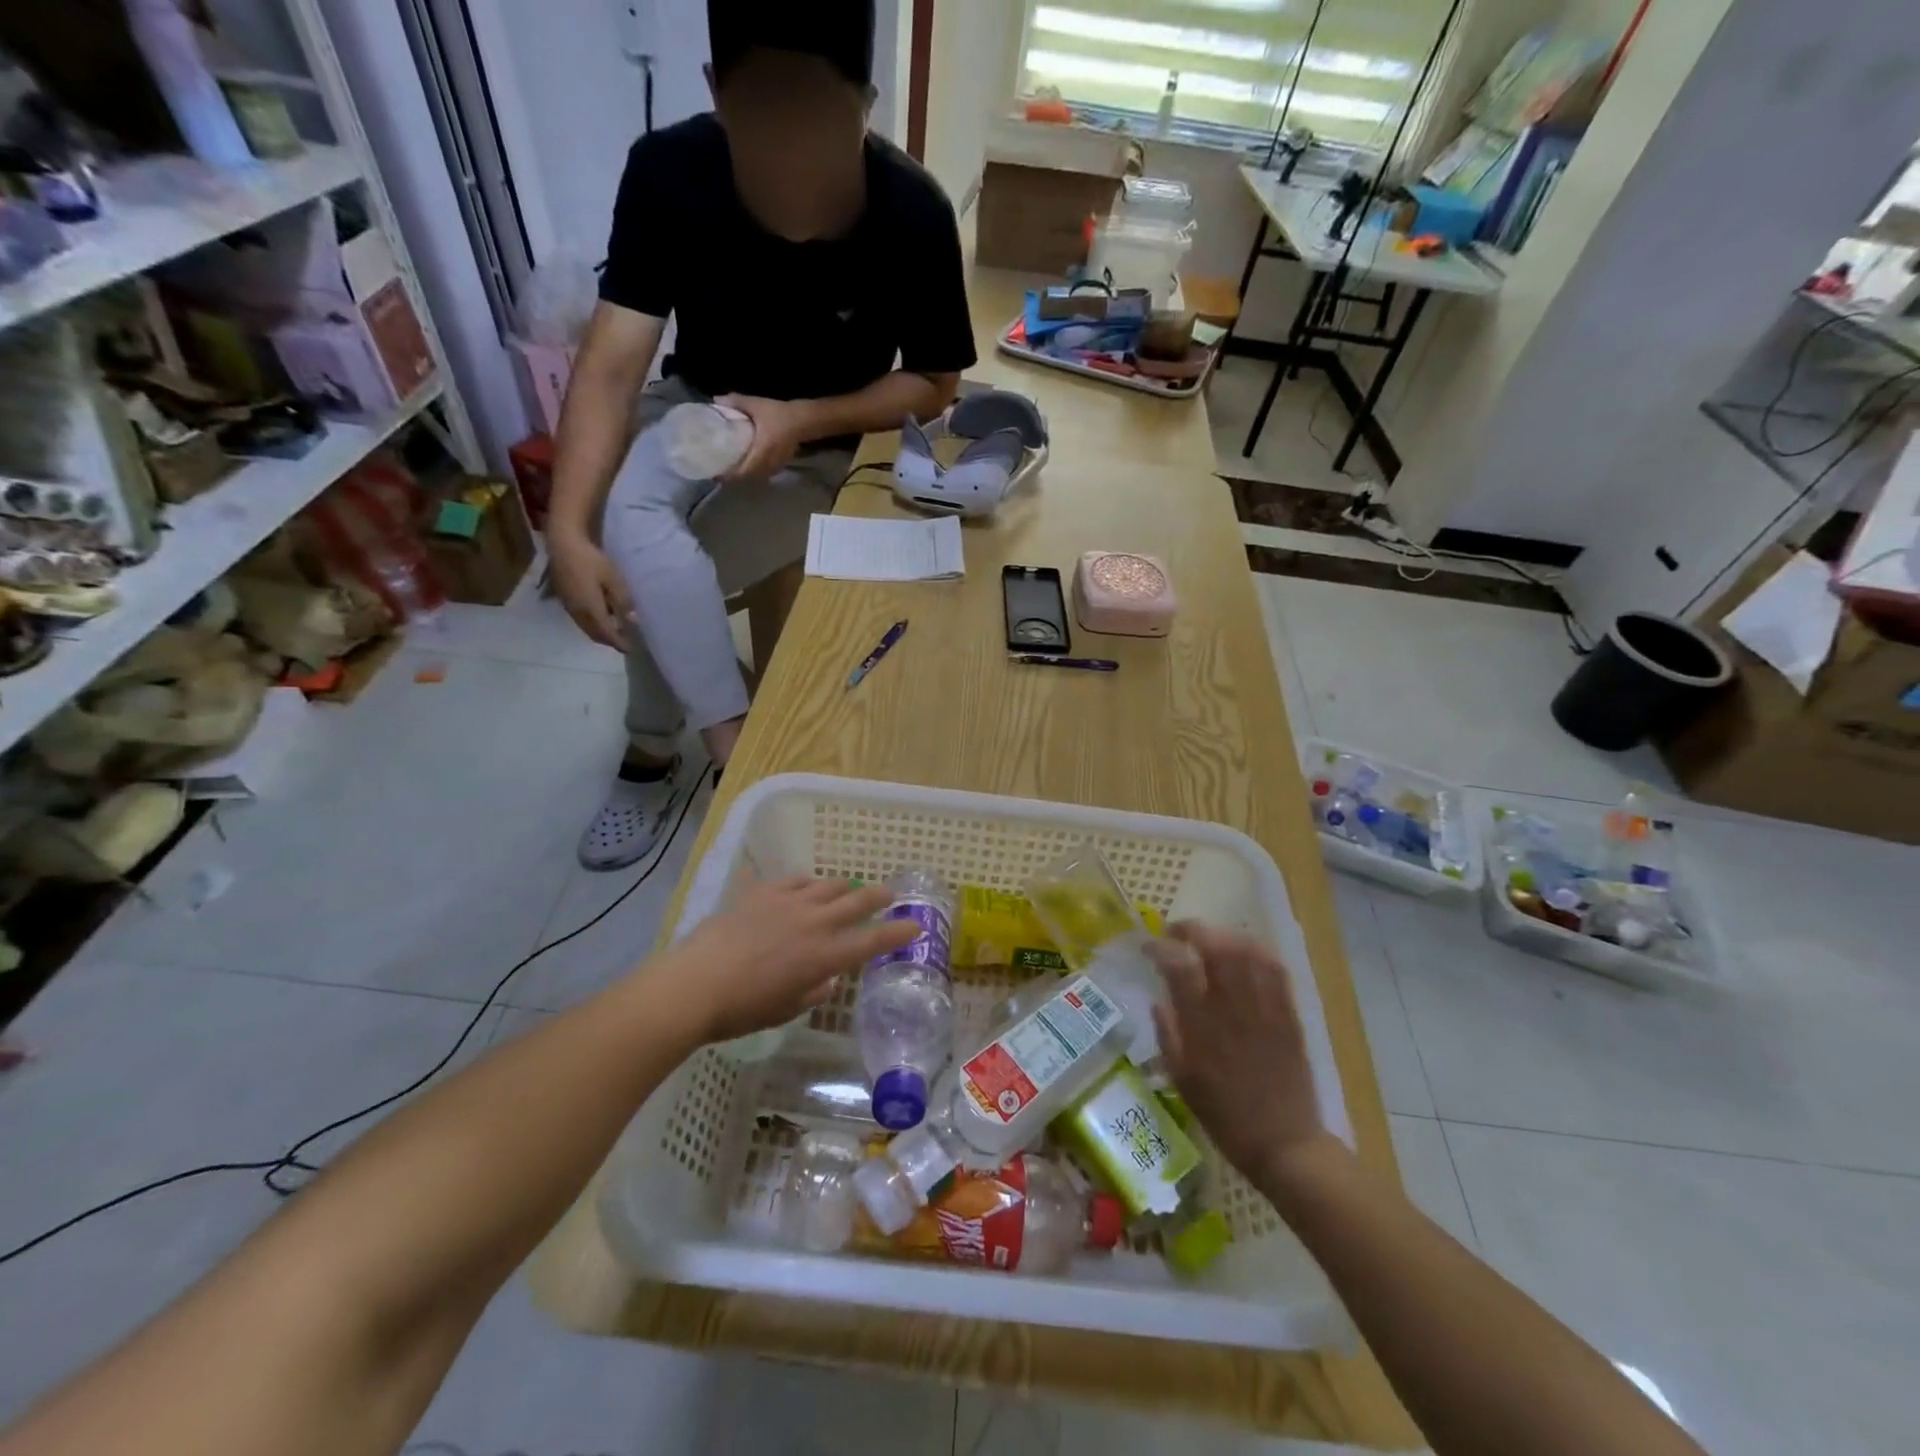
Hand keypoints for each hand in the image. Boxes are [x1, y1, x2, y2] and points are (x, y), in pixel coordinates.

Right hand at [549, 531, 634, 648]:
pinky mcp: (564, 600)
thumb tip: (634, 622)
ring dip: (600, 634)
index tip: (630, 648)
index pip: (607, 633)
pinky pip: (580, 620)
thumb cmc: (591, 560)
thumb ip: (623, 601)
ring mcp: (569, 607)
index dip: (619, 642)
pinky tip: (601, 618)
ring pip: (586, 628)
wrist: (562, 545)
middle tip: (624, 642)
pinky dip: (592, 625)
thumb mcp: (613, 579)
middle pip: (595, 634)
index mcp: (591, 609)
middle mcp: (578, 613)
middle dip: (610, 641)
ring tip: (615, 632)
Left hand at [655, 877, 916, 1044]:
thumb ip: (813, 992)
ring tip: (846, 890)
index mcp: (825, 955)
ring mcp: (789, 902)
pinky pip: (795, 880)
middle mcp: (814, 923)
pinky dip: (807, 883)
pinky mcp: (763, 892)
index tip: (915, 926)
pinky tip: (805, 887)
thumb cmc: (742, 1009)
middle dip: (878, 896)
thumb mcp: (785, 1009)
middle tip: (890, 894)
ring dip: (843, 888)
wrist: (695, 984)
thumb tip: (827, 981)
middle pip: (857, 901)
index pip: (873, 941)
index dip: (898, 932)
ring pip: (828, 885)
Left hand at [716, 394, 812, 479]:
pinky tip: (749, 464)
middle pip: (748, 477)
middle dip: (734, 476)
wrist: (804, 420)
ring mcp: (775, 465)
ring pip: (756, 476)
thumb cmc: (780, 414)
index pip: (742, 472)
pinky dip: (754, 471)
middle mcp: (768, 463)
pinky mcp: (780, 464)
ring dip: (745, 475)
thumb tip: (716, 400)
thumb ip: (736, 402)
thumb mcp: (757, 405)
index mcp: (760, 452)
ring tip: (732, 468)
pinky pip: (764, 473)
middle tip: (721, 470)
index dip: (729, 475)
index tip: (716, 472)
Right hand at [1149, 924, 1333, 1189]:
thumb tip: (1157, 1001)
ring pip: (1248, 952)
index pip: (1178, 967)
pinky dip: (1257, 951)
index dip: (1160, 948)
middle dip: (1193, 929)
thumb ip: (1168, 1035)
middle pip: (1216, 947)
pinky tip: (1244, 952)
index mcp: (1202, 1027)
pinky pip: (1276, 970)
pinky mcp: (1289, 1015)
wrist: (1285, 1144)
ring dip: (1224, 935)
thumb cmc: (1225, 1117)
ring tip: (1208, 939)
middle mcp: (1233, 1009)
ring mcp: (1265, 1009)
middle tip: (1176, 932)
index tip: (1148, 946)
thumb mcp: (1182, 1080)